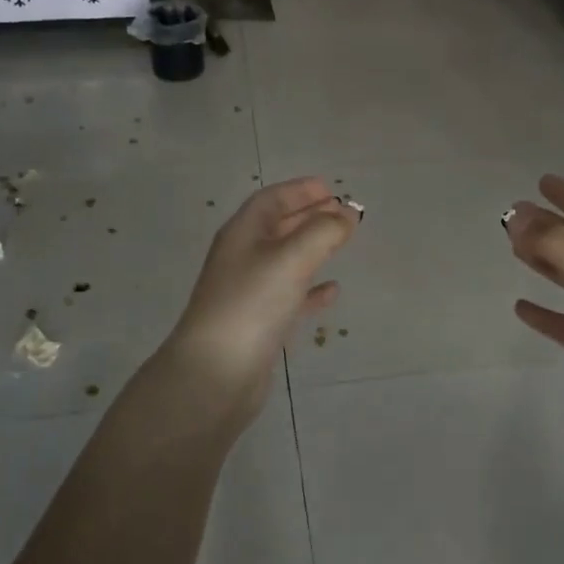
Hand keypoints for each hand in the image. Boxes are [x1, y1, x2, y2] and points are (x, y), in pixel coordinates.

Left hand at [164, 178, 360, 413]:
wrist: (216, 373)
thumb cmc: (252, 304)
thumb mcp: (291, 258)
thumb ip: (324, 232)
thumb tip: (347, 214)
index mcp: (243, 234)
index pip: (271, 200)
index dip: (300, 190)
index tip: (331, 189)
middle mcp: (243, 257)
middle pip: (278, 226)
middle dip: (309, 215)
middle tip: (343, 213)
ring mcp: (249, 292)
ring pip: (285, 260)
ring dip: (312, 248)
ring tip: (342, 242)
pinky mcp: (259, 323)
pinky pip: (290, 295)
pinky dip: (311, 289)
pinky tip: (332, 291)